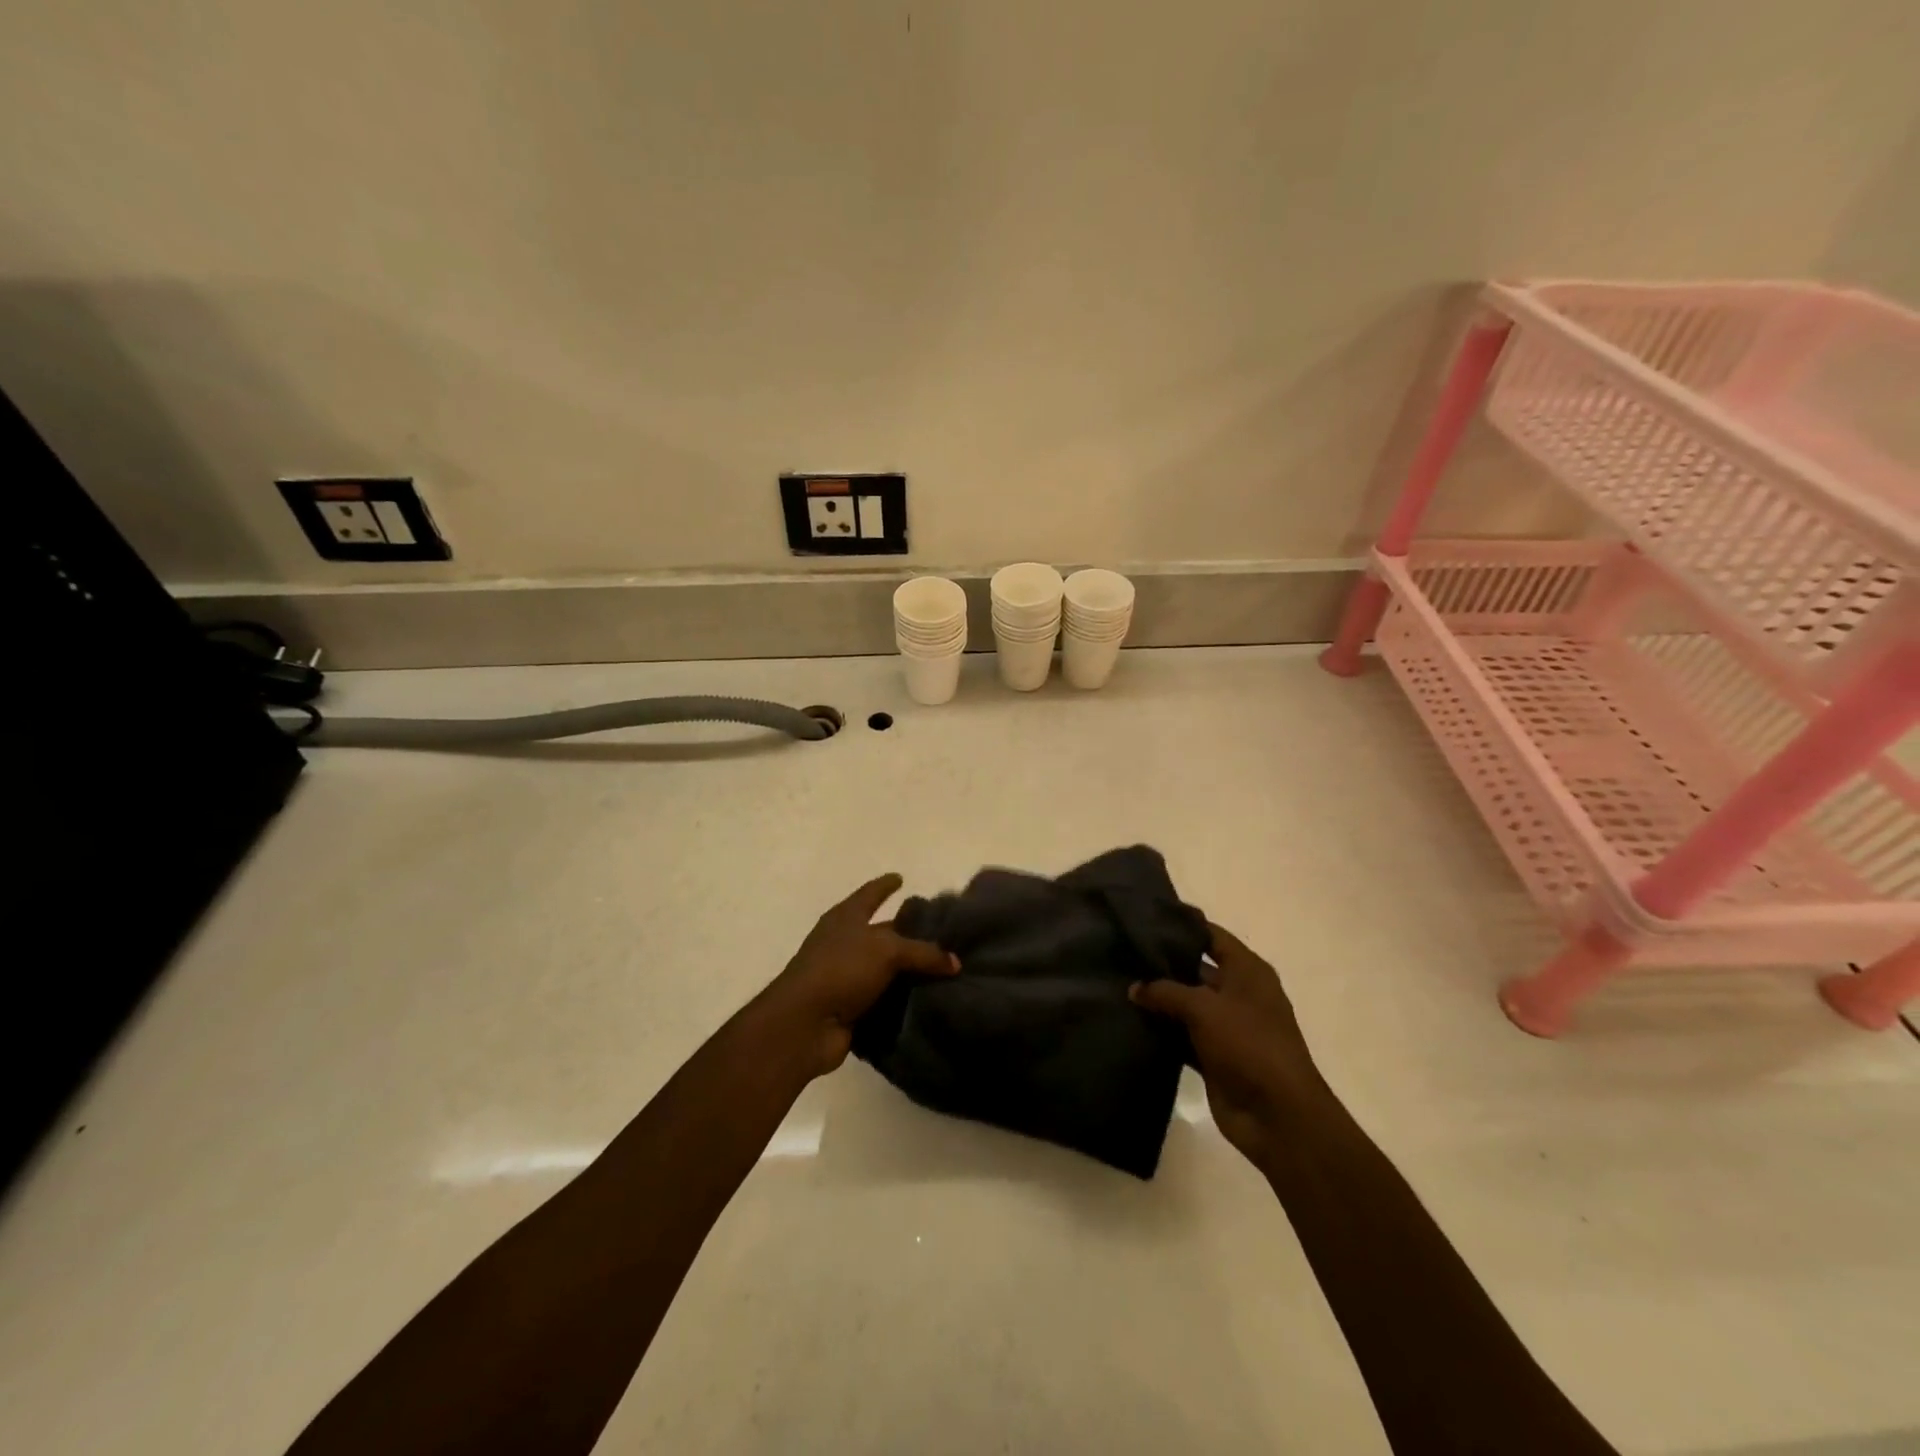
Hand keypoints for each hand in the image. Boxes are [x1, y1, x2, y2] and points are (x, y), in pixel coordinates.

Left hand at [757, 874, 957, 1078]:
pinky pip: (886, 998)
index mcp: (846, 917)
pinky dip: (904, 999)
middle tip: (943, 932)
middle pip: (882, 932)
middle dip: (908, 932)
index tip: (901, 877)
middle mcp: (845, 942)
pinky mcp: (852, 1008)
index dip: (886, 884)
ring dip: (910, 970)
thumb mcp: (887, 951)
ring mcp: (847, 976)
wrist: (805, 1024)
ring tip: (947, 968)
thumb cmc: (841, 969)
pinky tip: (931, 999)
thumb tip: (955, 962)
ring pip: (886, 968)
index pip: (871, 894)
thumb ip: (924, 953)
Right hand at [1130, 922, 1326, 1171]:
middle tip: (1122, 953)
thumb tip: (1134, 987)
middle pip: (1195, 969)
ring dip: (1158, 1000)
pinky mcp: (1214, 1057)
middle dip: (1162, 964)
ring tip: (1117, 983)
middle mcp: (1238, 994)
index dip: (1182, 925)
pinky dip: (1161, 1031)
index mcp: (1248, 971)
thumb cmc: (1248, 1044)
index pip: (1212, 936)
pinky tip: (1129, 1021)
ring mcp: (1226, 1027)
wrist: (1278, 1116)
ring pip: (1185, 1004)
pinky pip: (1181, 1036)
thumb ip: (1165, 991)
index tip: (1145, 916)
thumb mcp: (1204, 1007)